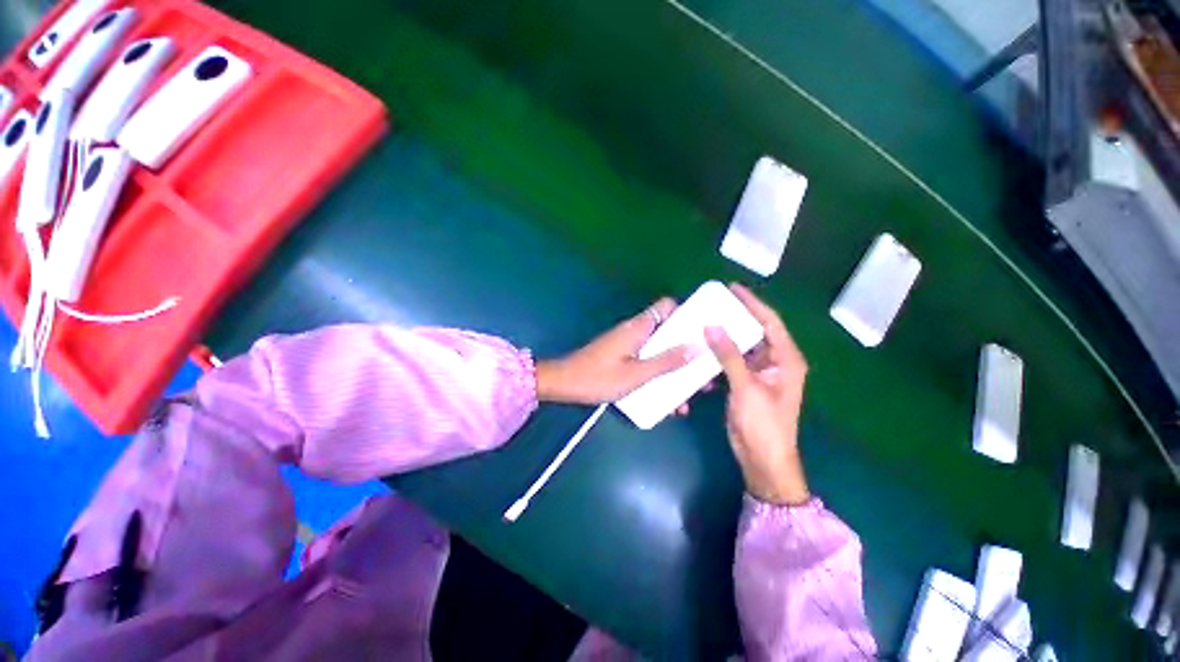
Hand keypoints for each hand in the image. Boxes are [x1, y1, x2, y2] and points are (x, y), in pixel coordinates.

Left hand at [537, 298, 693, 405]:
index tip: (705, 331)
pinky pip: (648, 362)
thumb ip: (666, 361)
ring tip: (691, 393)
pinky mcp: (624, 358)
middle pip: (669, 332)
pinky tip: (669, 402)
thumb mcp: (636, 374)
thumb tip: (698, 347)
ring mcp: (630, 345)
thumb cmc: (598, 377)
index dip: (687, 314)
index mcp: (639, 327)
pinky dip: (660, 376)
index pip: (667, 307)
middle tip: (705, 372)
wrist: (564, 385)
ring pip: (660, 351)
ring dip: (675, 369)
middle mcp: (636, 331)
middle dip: (688, 351)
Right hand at [705, 284, 810, 505]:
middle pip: (755, 332)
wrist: (762, 460)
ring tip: (704, 321)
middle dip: (736, 317)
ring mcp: (759, 373)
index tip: (732, 288)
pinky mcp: (745, 383)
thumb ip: (729, 355)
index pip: (769, 322)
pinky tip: (702, 350)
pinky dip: (718, 356)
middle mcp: (774, 362)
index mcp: (785, 359)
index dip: (752, 303)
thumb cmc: (763, 424)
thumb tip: (712, 325)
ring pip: (741, 347)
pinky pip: (731, 362)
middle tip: (713, 303)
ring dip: (724, 337)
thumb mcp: (746, 387)